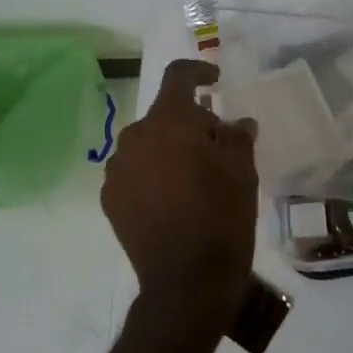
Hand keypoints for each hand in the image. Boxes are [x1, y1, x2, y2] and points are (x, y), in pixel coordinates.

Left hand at [102, 58, 259, 328]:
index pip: (178, 76)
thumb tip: (235, 124)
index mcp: (168, 121)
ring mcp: (117, 169)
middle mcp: (135, 136)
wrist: (186, 281)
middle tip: (217, 148)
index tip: (215, 80)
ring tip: (193, 180)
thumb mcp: (242, 170)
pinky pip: (134, 173)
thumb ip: (237, 136)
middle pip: (164, 116)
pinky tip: (172, 202)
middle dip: (190, 124)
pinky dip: (152, 176)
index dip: (199, 71)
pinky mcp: (110, 199)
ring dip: (168, 151)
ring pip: (147, 145)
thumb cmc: (221, 216)